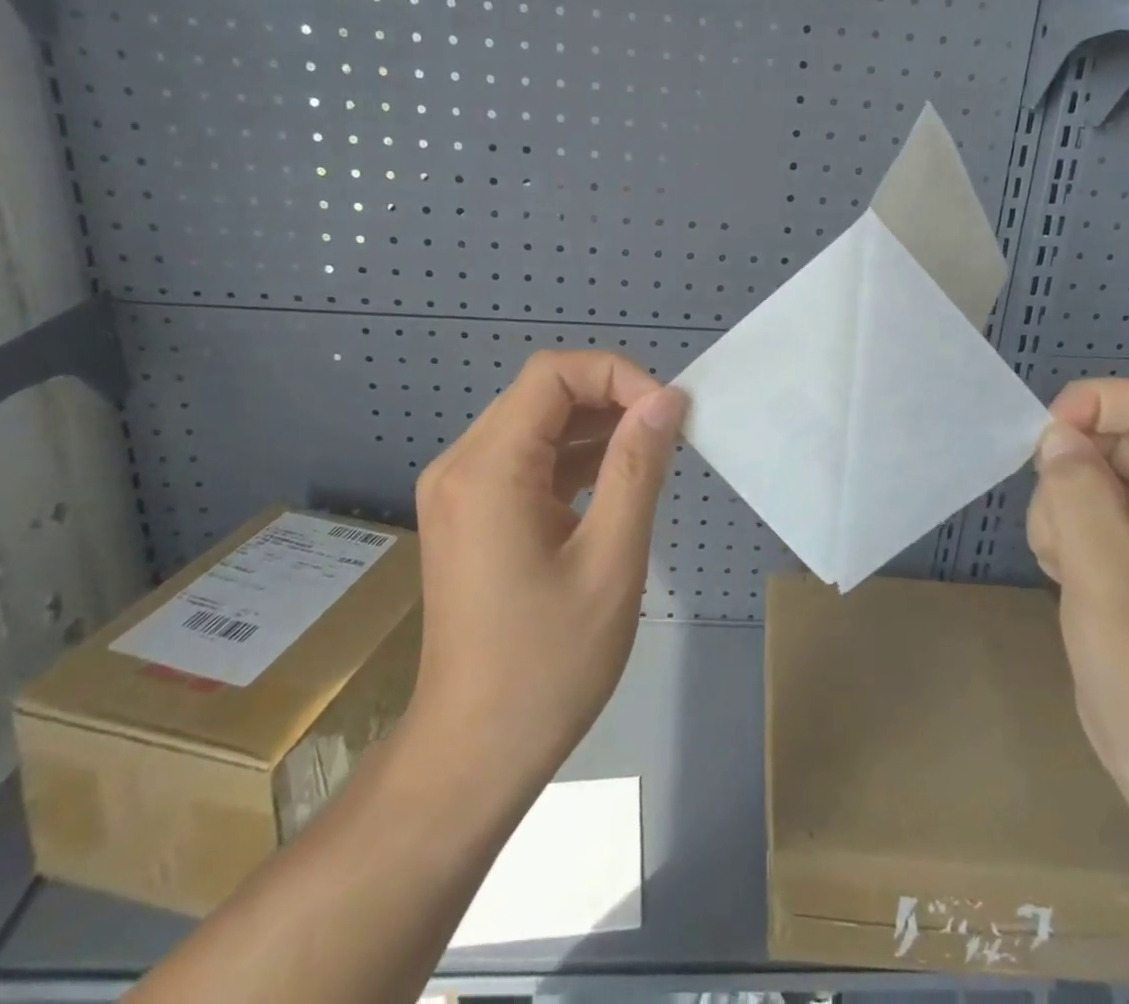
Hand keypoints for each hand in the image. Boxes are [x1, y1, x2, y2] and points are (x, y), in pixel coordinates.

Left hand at [405, 350, 686, 780]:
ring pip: (535, 425)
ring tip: (652, 452)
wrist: (473, 754)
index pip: (553, 374)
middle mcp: (462, 465)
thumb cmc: (548, 663)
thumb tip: (666, 399)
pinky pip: (525, 461)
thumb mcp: (611, 560)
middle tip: (668, 432)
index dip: (616, 375)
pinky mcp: (470, 515)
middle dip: (610, 398)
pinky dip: (573, 459)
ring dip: (595, 427)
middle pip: (541, 394)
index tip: (665, 413)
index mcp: (488, 468)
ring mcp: (460, 491)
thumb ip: (637, 468)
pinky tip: (616, 482)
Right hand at [1026, 378, 1128, 813]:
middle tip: (1061, 533)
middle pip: (1116, 438)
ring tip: (1071, 569)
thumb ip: (1077, 492)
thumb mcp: (1106, 575)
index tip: (1045, 445)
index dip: (1093, 406)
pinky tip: (1072, 578)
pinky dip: (1065, 533)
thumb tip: (1055, 434)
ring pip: (1091, 473)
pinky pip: (1087, 508)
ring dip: (1062, 510)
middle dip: (1072, 475)